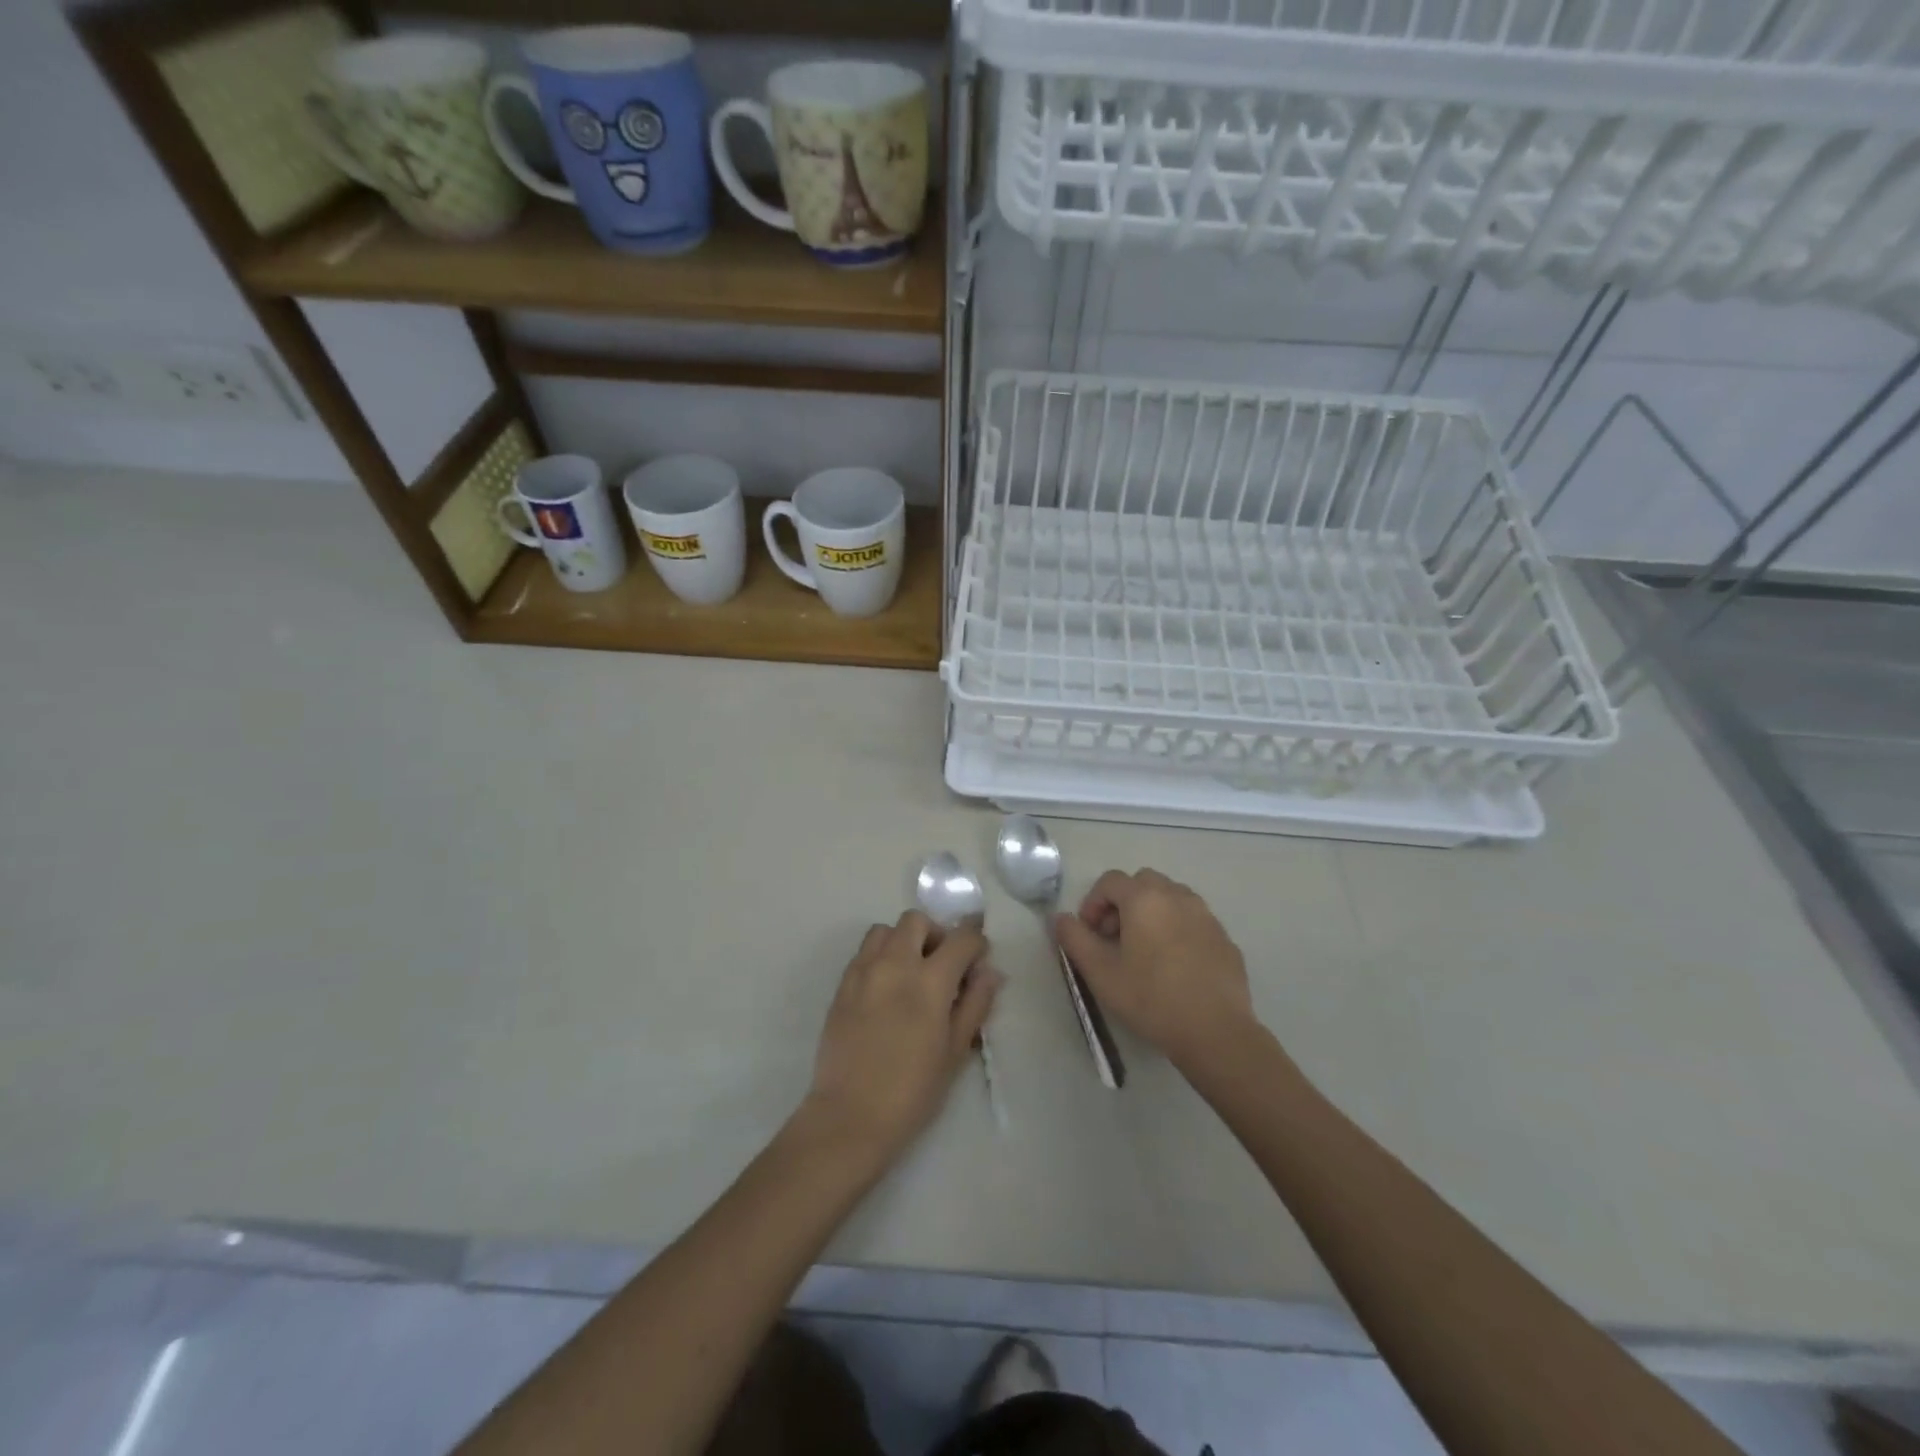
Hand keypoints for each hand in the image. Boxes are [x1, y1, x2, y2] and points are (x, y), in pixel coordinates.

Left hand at [800, 912, 1001, 1162]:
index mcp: (929, 981)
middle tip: (943, 964)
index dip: (976, 942)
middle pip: (917, 920)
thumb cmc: (913, 1090)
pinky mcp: (841, 985)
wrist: (851, 1116)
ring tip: (911, 972)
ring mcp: (863, 971)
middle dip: (936, 934)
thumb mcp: (955, 1050)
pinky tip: (886, 989)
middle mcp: (894, 964)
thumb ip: (975, 1004)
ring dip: (903, 940)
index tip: (978, 959)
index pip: (961, 938)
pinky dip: (880, 957)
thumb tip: (990, 972)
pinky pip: (864, 953)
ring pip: (885, 930)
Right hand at [1055, 869, 1255, 1071]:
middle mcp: (1177, 896)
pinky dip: (1177, 929)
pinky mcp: (1224, 937)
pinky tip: (1174, 966)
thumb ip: (1074, 939)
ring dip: (1151, 913)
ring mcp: (1205, 915)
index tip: (1090, 934)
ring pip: (1170, 898)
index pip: (1110, 881)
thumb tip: (1060, 918)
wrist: (1215, 1031)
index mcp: (1144, 898)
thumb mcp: (1100, 972)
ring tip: (1145, 951)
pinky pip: (1192, 920)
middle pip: (1142, 883)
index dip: (1093, 903)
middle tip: (1115, 939)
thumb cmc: (1150, 998)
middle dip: (1123, 903)